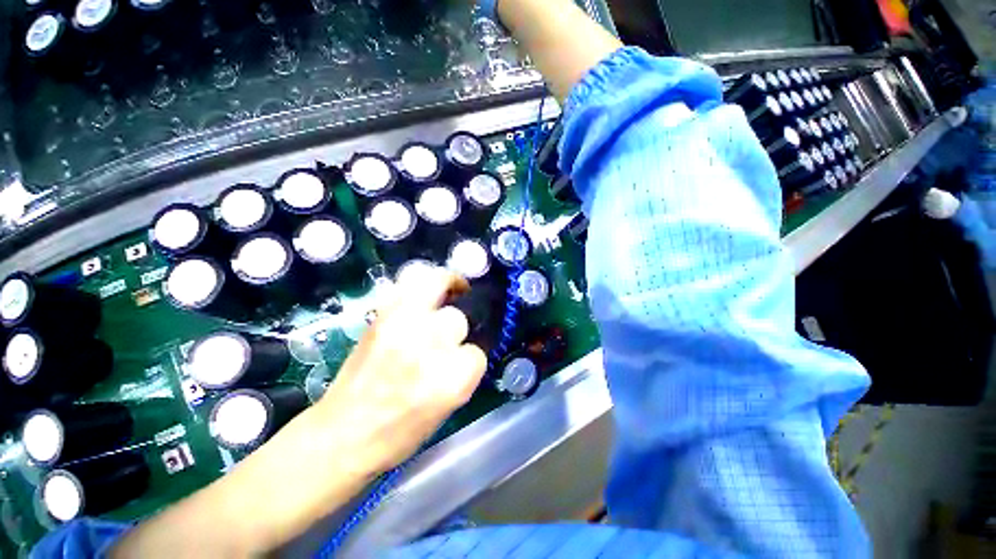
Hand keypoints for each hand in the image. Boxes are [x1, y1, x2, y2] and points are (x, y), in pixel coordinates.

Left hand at [315, 267, 487, 474]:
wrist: (342, 435)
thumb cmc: (399, 432)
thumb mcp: (447, 407)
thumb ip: (463, 372)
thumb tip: (467, 347)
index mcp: (452, 379)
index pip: (477, 353)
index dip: (468, 358)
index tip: (458, 363)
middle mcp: (431, 346)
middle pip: (458, 318)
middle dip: (455, 329)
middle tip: (445, 336)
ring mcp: (404, 325)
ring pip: (437, 283)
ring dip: (446, 285)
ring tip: (449, 290)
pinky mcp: (381, 315)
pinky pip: (409, 282)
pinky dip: (421, 281)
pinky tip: (426, 291)